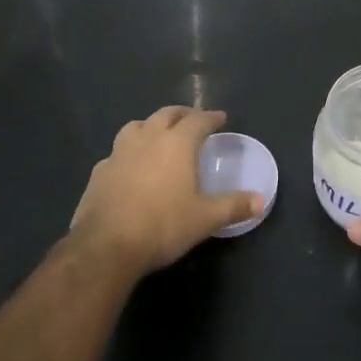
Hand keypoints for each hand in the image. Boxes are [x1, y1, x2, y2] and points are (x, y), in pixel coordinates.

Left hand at [70, 106, 261, 277]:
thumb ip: (233, 206)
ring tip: (158, 135)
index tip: (220, 117)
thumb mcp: (205, 219)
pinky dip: (128, 152)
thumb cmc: (163, 225)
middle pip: (166, 114)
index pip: (198, 120)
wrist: (106, 246)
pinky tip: (130, 166)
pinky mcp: (99, 172)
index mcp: (177, 144)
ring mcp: (119, 153)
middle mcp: (148, 139)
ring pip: (136, 126)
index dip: (211, 117)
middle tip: (192, 119)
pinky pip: (117, 152)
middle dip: (182, 114)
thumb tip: (261, 201)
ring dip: (151, 126)